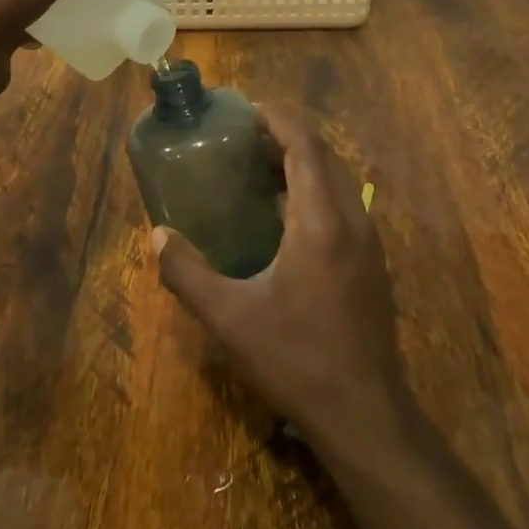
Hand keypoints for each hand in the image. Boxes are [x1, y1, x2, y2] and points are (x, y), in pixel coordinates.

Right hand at [155, 107, 412, 449]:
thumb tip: (156, 237)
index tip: (248, 112)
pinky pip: (345, 209)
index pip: (306, 146)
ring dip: (303, 167)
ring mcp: (370, 246)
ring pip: (339, 184)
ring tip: (260, 173)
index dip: (279, 120)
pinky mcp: (373, 268)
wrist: (366, 416)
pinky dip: (316, 195)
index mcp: (321, 222)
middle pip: (325, 158)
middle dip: (287, 139)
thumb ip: (187, 273)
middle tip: (245, 142)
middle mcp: (353, 222)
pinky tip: (286, 223)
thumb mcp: (230, 318)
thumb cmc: (296, 359)